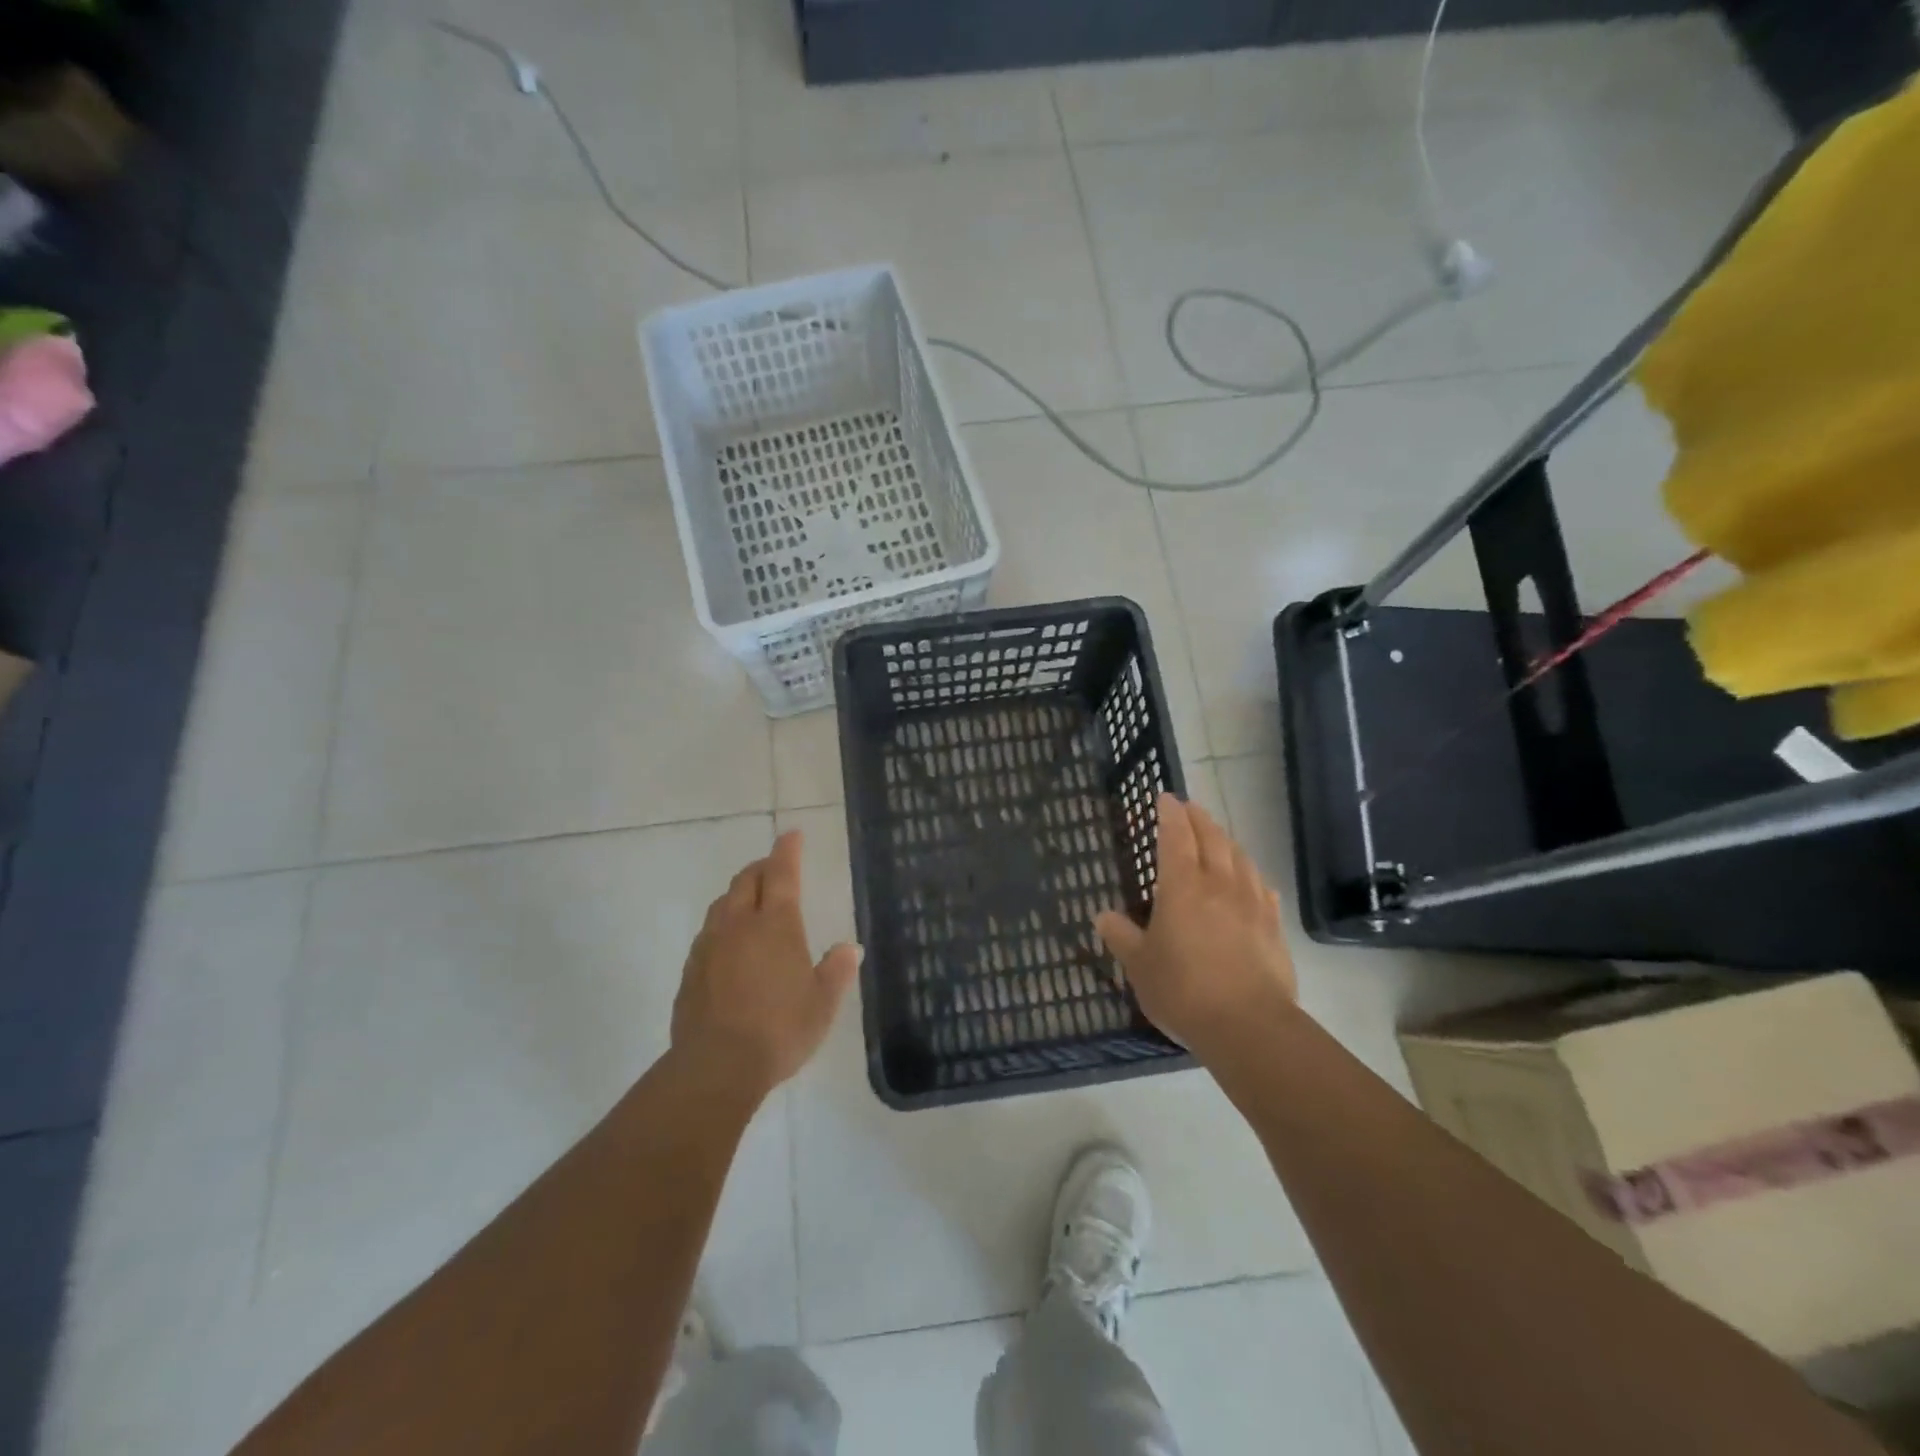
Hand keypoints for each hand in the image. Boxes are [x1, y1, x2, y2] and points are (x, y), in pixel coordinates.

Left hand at [671, 830, 859, 1097]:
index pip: (782, 874)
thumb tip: (851, 948)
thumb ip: (836, 971)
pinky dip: (722, 925)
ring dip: (739, 894)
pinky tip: (729, 945)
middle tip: (774, 868)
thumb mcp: (822, 1004)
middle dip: (761, 868)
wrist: (716, 1067)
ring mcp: (710, 946)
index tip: (792, 834)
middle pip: (746, 881)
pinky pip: (708, 934)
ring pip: (722, 904)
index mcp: (776, 925)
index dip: (787, 850)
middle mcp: (740, 926)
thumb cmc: (780, 1030)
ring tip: (751, 902)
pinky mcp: (691, 971)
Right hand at [1094, 793, 1296, 1061]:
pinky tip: (1251, 879)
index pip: (1175, 837)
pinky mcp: (1273, 926)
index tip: (1164, 797)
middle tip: (1188, 807)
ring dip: (1225, 839)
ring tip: (1217, 835)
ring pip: (1239, 857)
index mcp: (1181, 887)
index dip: (1169, 814)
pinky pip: (1262, 887)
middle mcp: (1218, 885)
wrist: (1248, 1025)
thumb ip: (1121, 937)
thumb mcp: (1139, 966)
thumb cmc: (1183, 990)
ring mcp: (1251, 903)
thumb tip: (1102, 915)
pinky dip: (1251, 873)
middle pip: (1211, 838)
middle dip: (1198, 818)